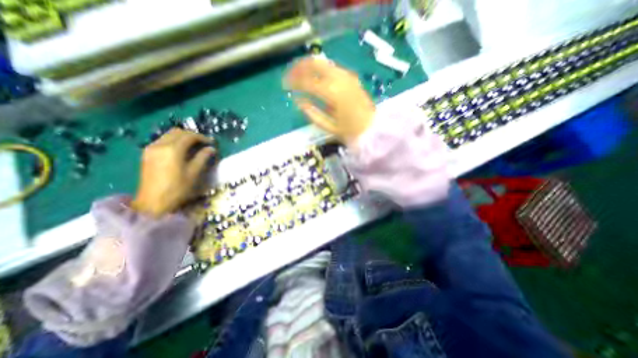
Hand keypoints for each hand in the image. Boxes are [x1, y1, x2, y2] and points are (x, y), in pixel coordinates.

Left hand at [132, 129, 216, 215]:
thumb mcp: (194, 173)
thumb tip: (211, 149)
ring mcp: (151, 149)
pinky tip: (181, 150)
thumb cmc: (177, 188)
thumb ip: (203, 157)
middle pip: (177, 132)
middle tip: (203, 143)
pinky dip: (174, 141)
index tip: (211, 142)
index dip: (202, 137)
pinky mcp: (147, 154)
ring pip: (169, 135)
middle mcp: (159, 145)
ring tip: (194, 146)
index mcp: (172, 149)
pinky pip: (163, 141)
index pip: (189, 136)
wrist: (153, 202)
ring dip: (182, 137)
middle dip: (192, 135)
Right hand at [282, 56, 374, 143]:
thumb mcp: (329, 127)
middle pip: (314, 63)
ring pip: (323, 62)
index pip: (307, 81)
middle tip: (291, 75)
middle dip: (299, 67)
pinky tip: (316, 78)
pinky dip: (321, 70)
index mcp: (333, 93)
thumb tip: (298, 100)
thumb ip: (312, 113)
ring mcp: (347, 76)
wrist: (373, 128)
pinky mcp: (351, 77)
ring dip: (309, 66)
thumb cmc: (351, 131)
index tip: (285, 85)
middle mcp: (339, 79)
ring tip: (300, 76)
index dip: (293, 82)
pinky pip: (332, 68)